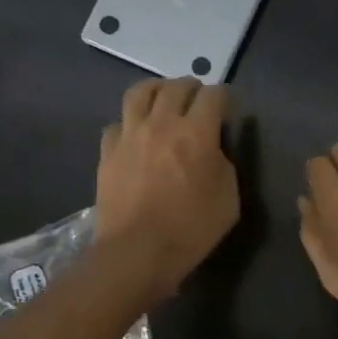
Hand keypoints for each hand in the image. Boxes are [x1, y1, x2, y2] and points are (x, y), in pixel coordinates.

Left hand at [94, 78, 239, 302]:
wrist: (138, 251)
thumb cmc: (192, 228)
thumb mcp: (229, 199)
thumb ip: (224, 164)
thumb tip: (213, 150)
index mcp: (197, 132)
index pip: (214, 96)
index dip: (224, 97)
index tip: (228, 107)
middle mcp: (162, 123)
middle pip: (177, 86)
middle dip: (192, 88)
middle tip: (198, 100)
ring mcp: (130, 134)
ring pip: (141, 92)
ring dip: (158, 90)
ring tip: (164, 100)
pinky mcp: (108, 151)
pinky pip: (118, 123)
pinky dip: (130, 122)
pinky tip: (136, 135)